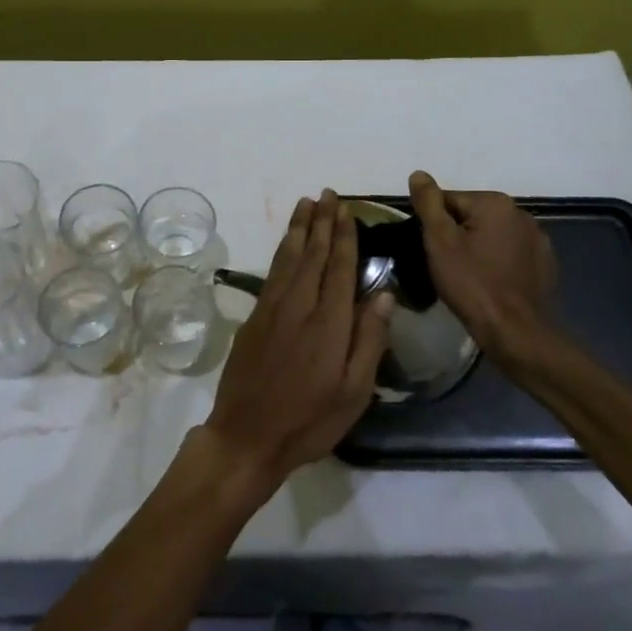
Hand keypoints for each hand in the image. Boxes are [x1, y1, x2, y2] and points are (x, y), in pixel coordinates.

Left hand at [202, 191, 391, 501]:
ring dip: (300, 228)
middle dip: (322, 222)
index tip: (347, 210)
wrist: (247, 436)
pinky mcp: (254, 316)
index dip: (345, 237)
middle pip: (314, 254)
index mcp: (329, 323)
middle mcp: (300, 305)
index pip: (340, 268)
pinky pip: (272, 271)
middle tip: (328, 194)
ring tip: (306, 204)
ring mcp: (272, 308)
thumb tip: (384, 293)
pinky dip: (282, 250)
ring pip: (290, 257)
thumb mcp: (354, 392)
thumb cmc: (310, 420)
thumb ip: (369, 339)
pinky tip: (288, 242)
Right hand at [409, 170, 563, 369]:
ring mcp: (537, 239)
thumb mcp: (440, 241)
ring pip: (492, 235)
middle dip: (457, 235)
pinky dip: (498, 261)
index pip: (449, 200)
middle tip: (447, 266)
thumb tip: (419, 174)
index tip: (432, 251)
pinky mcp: (545, 263)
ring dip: (478, 247)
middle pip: (472, 215)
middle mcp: (521, 213)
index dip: (434, 225)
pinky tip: (491, 283)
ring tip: (468, 276)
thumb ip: (428, 203)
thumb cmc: (472, 284)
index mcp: (495, 202)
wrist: (516, 332)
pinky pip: (510, 253)